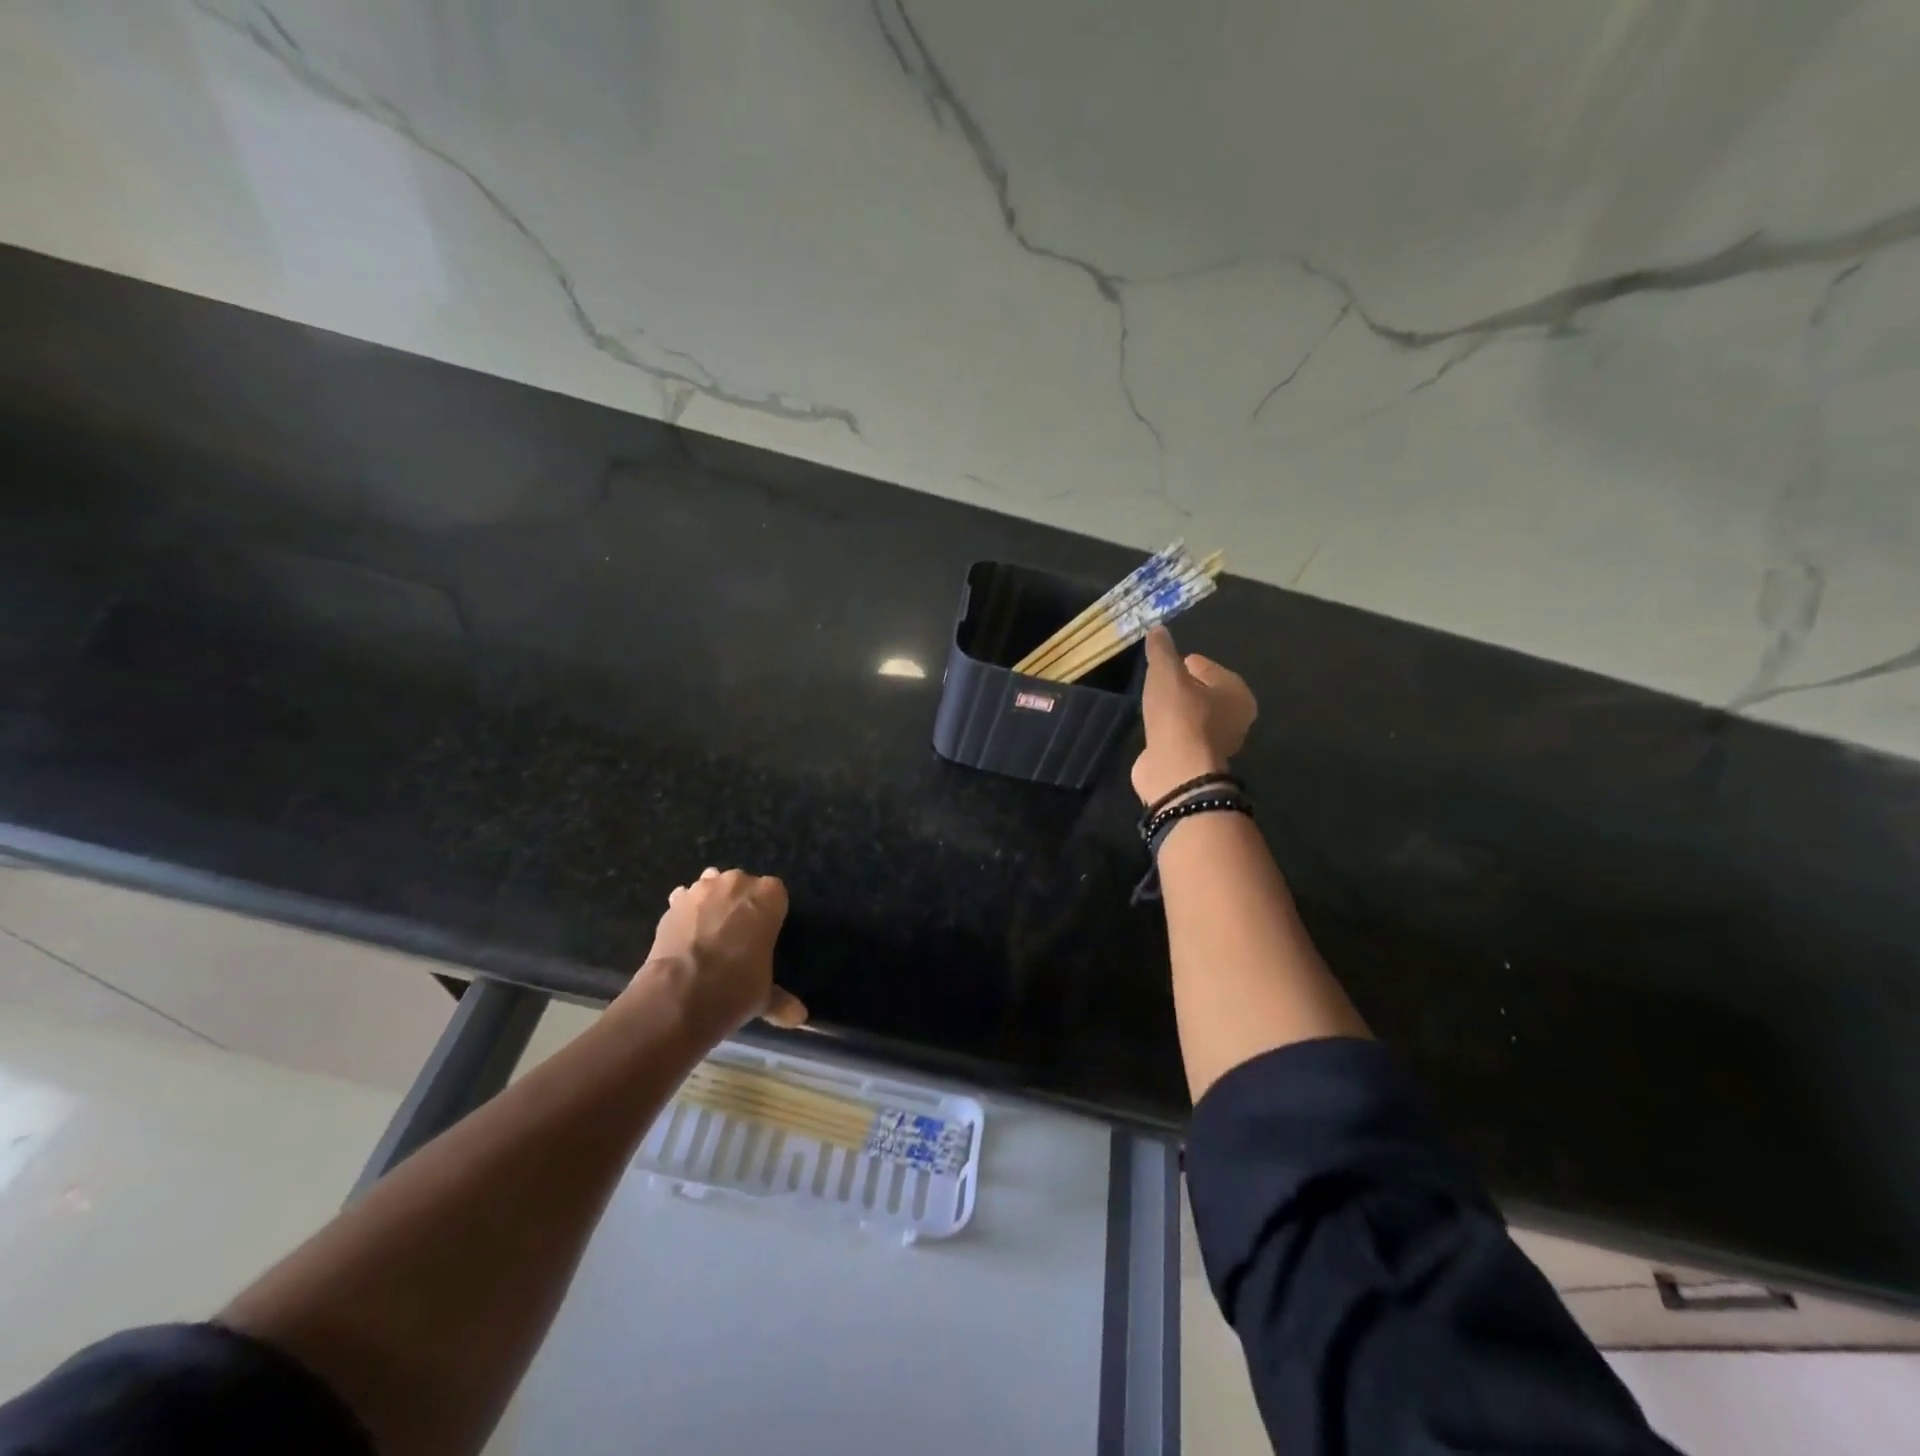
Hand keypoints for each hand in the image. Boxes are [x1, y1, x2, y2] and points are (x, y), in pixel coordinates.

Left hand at [629, 867, 808, 1040]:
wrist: (680, 995)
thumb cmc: (736, 987)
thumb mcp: (764, 996)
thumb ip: (781, 1000)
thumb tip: (799, 1017)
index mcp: (769, 896)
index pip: (776, 895)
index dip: (769, 914)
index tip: (764, 935)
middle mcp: (737, 883)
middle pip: (743, 886)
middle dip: (740, 905)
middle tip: (737, 937)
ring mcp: (701, 889)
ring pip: (711, 886)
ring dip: (712, 903)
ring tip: (709, 934)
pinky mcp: (673, 903)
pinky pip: (684, 900)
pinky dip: (686, 913)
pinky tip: (685, 936)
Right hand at [1132, 626, 1256, 803]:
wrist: (1176, 770)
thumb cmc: (1180, 715)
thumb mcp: (1166, 674)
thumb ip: (1162, 650)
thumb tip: (1157, 629)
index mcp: (1238, 693)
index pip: (1211, 669)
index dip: (1189, 662)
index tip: (1170, 660)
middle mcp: (1235, 719)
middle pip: (1206, 694)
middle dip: (1185, 686)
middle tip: (1160, 679)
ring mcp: (1216, 743)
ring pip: (1194, 717)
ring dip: (1176, 709)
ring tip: (1153, 700)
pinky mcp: (1196, 761)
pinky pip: (1181, 735)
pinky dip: (1169, 729)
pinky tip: (1153, 724)